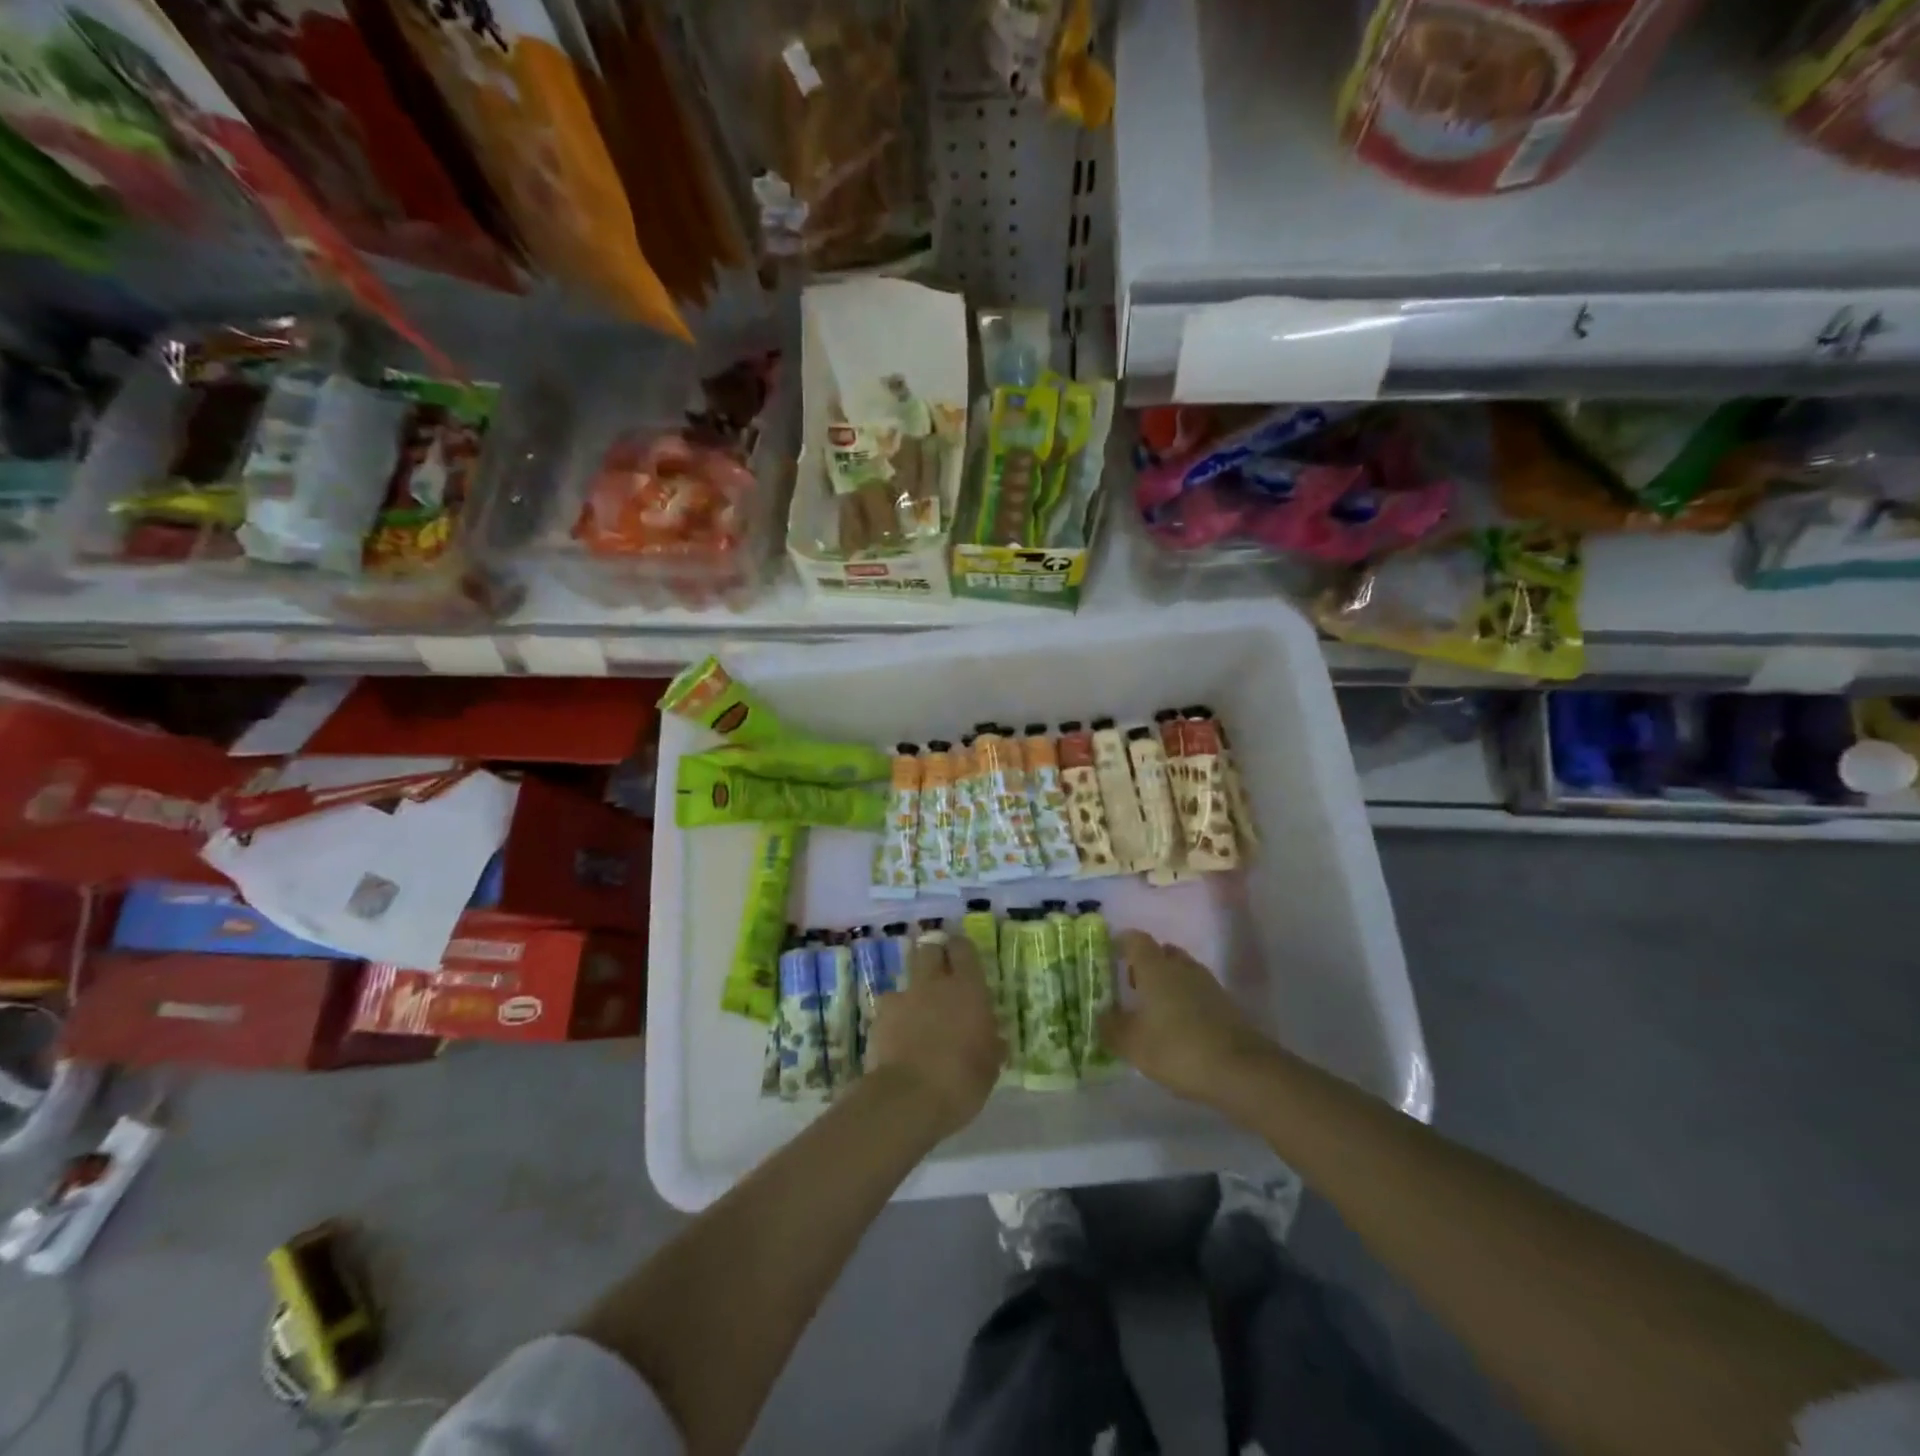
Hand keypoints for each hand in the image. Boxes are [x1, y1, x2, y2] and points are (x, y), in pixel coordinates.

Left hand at [864, 935, 1003, 1138]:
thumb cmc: (962, 1081)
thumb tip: (993, 1039)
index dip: (961, 949)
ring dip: (914, 988)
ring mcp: (904, 997)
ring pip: (907, 977)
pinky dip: (894, 1015)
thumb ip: (990, 1044)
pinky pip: (889, 1006)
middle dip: (934, 956)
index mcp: (968, 988)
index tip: (963, 957)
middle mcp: (934, 983)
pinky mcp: (880, 1016)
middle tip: (941, 974)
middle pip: (929, 949)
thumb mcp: (990, 1066)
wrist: (908, 1098)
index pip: (963, 948)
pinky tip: (898, 1035)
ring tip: (918, 1010)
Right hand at [1098, 932, 1273, 1106]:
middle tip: (1131, 986)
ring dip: (1167, 983)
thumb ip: (1111, 1028)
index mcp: (1155, 967)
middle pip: (1161, 952)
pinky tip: (1178, 1026)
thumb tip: (1100, 1016)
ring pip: (1181, 971)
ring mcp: (1207, 984)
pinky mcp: (1226, 1005)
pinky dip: (1185, 1001)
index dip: (1121, 943)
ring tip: (1154, 1010)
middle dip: (1145, 965)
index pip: (1135, 939)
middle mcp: (1181, 967)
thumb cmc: (1178, 1049)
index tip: (1109, 956)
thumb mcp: (1133, 1044)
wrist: (1242, 1071)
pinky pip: (1197, 992)